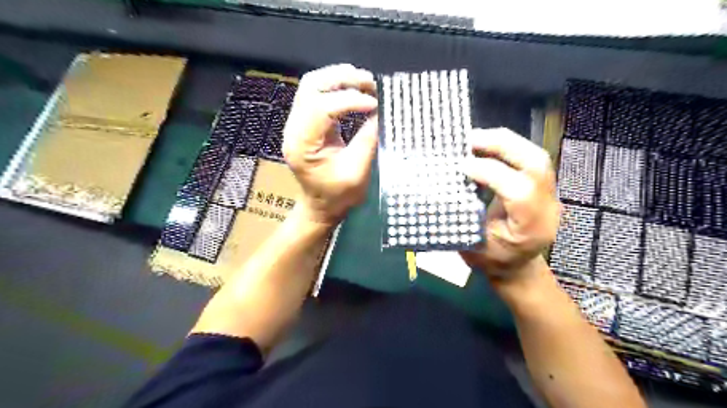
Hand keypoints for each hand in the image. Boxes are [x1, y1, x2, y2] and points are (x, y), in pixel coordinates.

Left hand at [281, 63, 377, 226]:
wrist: (320, 206)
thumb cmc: (338, 196)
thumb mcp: (357, 172)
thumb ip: (368, 140)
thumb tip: (380, 111)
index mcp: (302, 144)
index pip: (321, 107)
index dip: (350, 100)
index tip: (375, 103)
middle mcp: (293, 128)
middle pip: (312, 86)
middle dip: (343, 79)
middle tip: (371, 83)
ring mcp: (296, 123)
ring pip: (313, 84)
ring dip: (339, 78)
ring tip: (365, 82)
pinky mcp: (305, 122)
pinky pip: (317, 94)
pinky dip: (337, 87)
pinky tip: (355, 90)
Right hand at [459, 128, 560, 283]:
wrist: (516, 267)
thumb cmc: (492, 261)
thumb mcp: (473, 245)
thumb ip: (466, 215)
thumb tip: (449, 183)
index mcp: (530, 228)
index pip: (519, 191)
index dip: (490, 173)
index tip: (462, 166)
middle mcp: (547, 207)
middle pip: (536, 163)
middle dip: (501, 145)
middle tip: (469, 139)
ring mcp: (548, 194)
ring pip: (535, 155)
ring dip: (503, 142)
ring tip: (475, 139)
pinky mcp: (541, 185)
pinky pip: (528, 158)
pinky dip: (505, 147)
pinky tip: (485, 147)